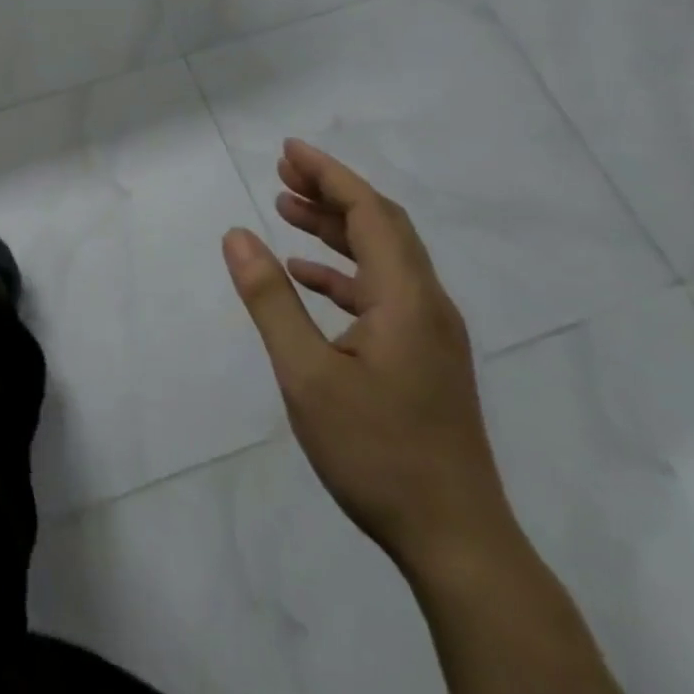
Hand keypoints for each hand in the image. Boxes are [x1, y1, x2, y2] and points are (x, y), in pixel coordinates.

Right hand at [222, 140, 509, 575]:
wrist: (457, 543)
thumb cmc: (378, 451)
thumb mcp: (307, 374)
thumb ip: (270, 299)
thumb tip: (236, 235)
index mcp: (407, 298)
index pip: (369, 212)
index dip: (329, 174)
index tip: (288, 150)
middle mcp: (426, 304)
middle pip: (381, 225)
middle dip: (331, 191)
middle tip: (281, 170)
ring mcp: (429, 333)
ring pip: (381, 257)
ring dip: (335, 227)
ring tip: (285, 208)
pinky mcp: (423, 357)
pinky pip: (380, 291)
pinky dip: (341, 271)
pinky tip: (306, 275)